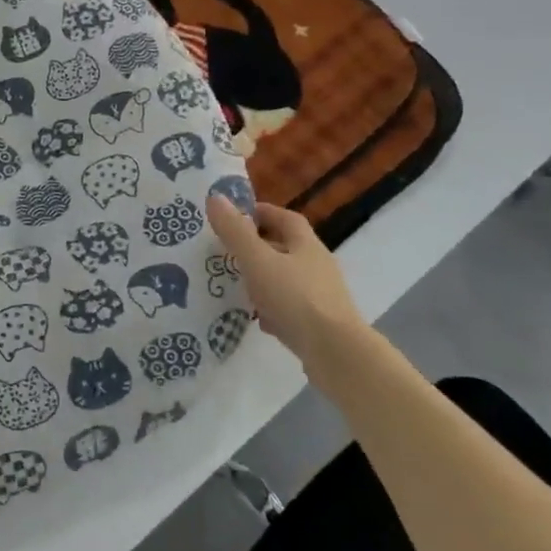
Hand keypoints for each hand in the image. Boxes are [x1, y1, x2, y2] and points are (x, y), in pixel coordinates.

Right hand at [206, 194, 366, 357]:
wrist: (335, 353)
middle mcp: (317, 266)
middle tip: (226, 250)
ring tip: (234, 283)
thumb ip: (235, 232)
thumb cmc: (295, 298)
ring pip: (285, 279)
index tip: (234, 215)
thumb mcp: (258, 261)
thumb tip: (215, 197)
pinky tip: (255, 317)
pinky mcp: (317, 323)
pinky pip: (289, 307)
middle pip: (285, 248)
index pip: (285, 218)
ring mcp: (320, 296)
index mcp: (306, 245)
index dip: (261, 212)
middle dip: (257, 246)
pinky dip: (271, 307)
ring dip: (262, 278)